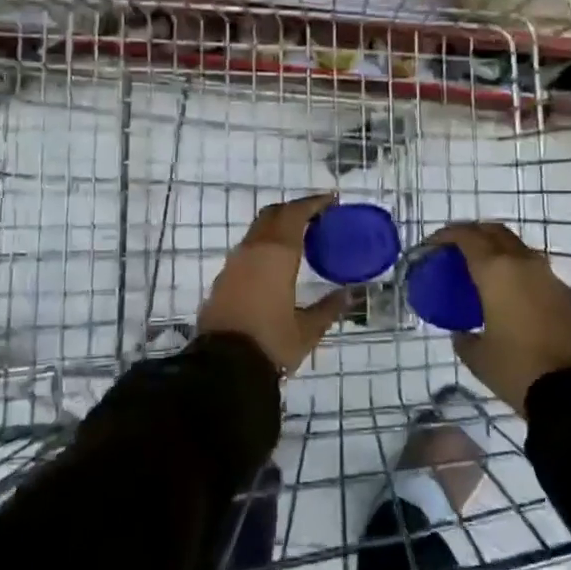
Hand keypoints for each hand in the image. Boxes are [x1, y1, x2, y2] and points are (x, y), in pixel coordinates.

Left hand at [198, 193, 349, 374]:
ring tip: (300, 239)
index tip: (332, 201)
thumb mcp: (307, 330)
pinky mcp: (222, 280)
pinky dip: (265, 245)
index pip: (296, 213)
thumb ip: (329, 308)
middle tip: (317, 217)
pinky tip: (276, 264)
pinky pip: (247, 249)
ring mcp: (233, 263)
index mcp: (276, 253)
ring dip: (278, 227)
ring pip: (257, 231)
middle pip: (273, 214)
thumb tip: (349, 294)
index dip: (314, 203)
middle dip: (295, 210)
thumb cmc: (270, 343)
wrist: (221, 368)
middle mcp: (252, 250)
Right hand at [424, 222, 570, 415]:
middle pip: (496, 232)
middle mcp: (525, 264)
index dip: (446, 235)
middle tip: (456, 250)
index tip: (432, 245)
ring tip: (483, 274)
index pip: (467, 237)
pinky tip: (511, 298)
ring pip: (519, 250)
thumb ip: (464, 339)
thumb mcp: (479, 358)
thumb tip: (461, 333)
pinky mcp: (568, 296)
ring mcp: (551, 278)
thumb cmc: (518, 369)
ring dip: (499, 252)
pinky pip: (536, 273)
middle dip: (474, 234)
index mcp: (497, 271)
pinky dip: (518, 274)